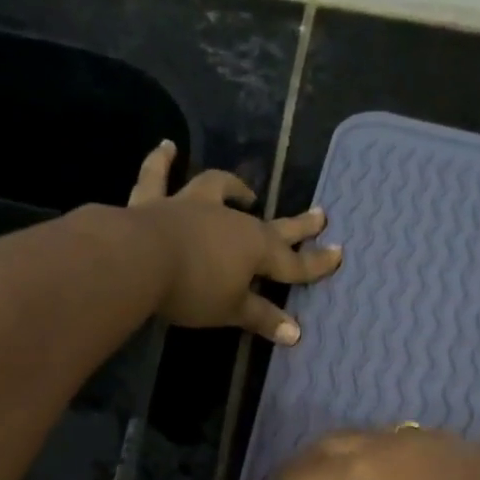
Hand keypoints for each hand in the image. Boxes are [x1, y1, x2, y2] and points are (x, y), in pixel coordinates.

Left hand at [125, 141, 341, 342]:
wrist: (139, 260)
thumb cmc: (193, 289)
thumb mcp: (231, 310)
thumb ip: (262, 318)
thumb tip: (295, 332)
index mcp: (255, 249)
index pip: (293, 262)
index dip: (316, 263)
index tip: (339, 254)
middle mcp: (230, 220)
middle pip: (270, 224)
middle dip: (297, 225)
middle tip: (320, 214)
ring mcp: (192, 206)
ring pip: (217, 189)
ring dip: (233, 187)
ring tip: (244, 190)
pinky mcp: (155, 202)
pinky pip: (158, 177)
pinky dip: (161, 161)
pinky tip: (167, 146)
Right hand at [274, 427, 479, 479]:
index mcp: (357, 478)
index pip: (296, 476)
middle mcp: (385, 445)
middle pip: (326, 445)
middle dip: (306, 471)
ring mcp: (424, 438)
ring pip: (367, 437)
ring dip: (347, 461)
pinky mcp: (457, 443)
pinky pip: (406, 444)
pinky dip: (388, 461)